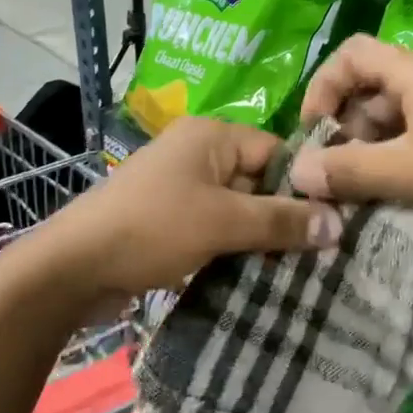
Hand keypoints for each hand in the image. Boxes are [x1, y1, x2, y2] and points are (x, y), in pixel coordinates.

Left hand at [36, 117, 340, 308]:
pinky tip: (260, 276)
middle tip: (325, 252)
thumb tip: (339, 223)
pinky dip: (234, 248)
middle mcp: (197, 153)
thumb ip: (281, 221)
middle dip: (285, 216)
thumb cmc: (152, 228)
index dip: (306, 184)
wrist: (73, 266)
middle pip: (258, 180)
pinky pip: (215, 228)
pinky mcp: (169, 221)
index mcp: (211, 136)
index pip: (276, 151)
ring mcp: (180, 188)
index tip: (338, 221)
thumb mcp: (223, 221)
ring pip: (237, 208)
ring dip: (261, 237)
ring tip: (301, 269)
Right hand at [290, 35, 412, 251]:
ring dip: (367, 151)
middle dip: (343, 129)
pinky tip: (391, 196)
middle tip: (334, 176)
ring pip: (390, 119)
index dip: (322, 88)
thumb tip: (297, 171)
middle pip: (367, 89)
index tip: (312, 134)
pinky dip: (394, 162)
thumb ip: (349, 170)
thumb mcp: (411, 173)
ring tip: (358, 194)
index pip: (350, 55)